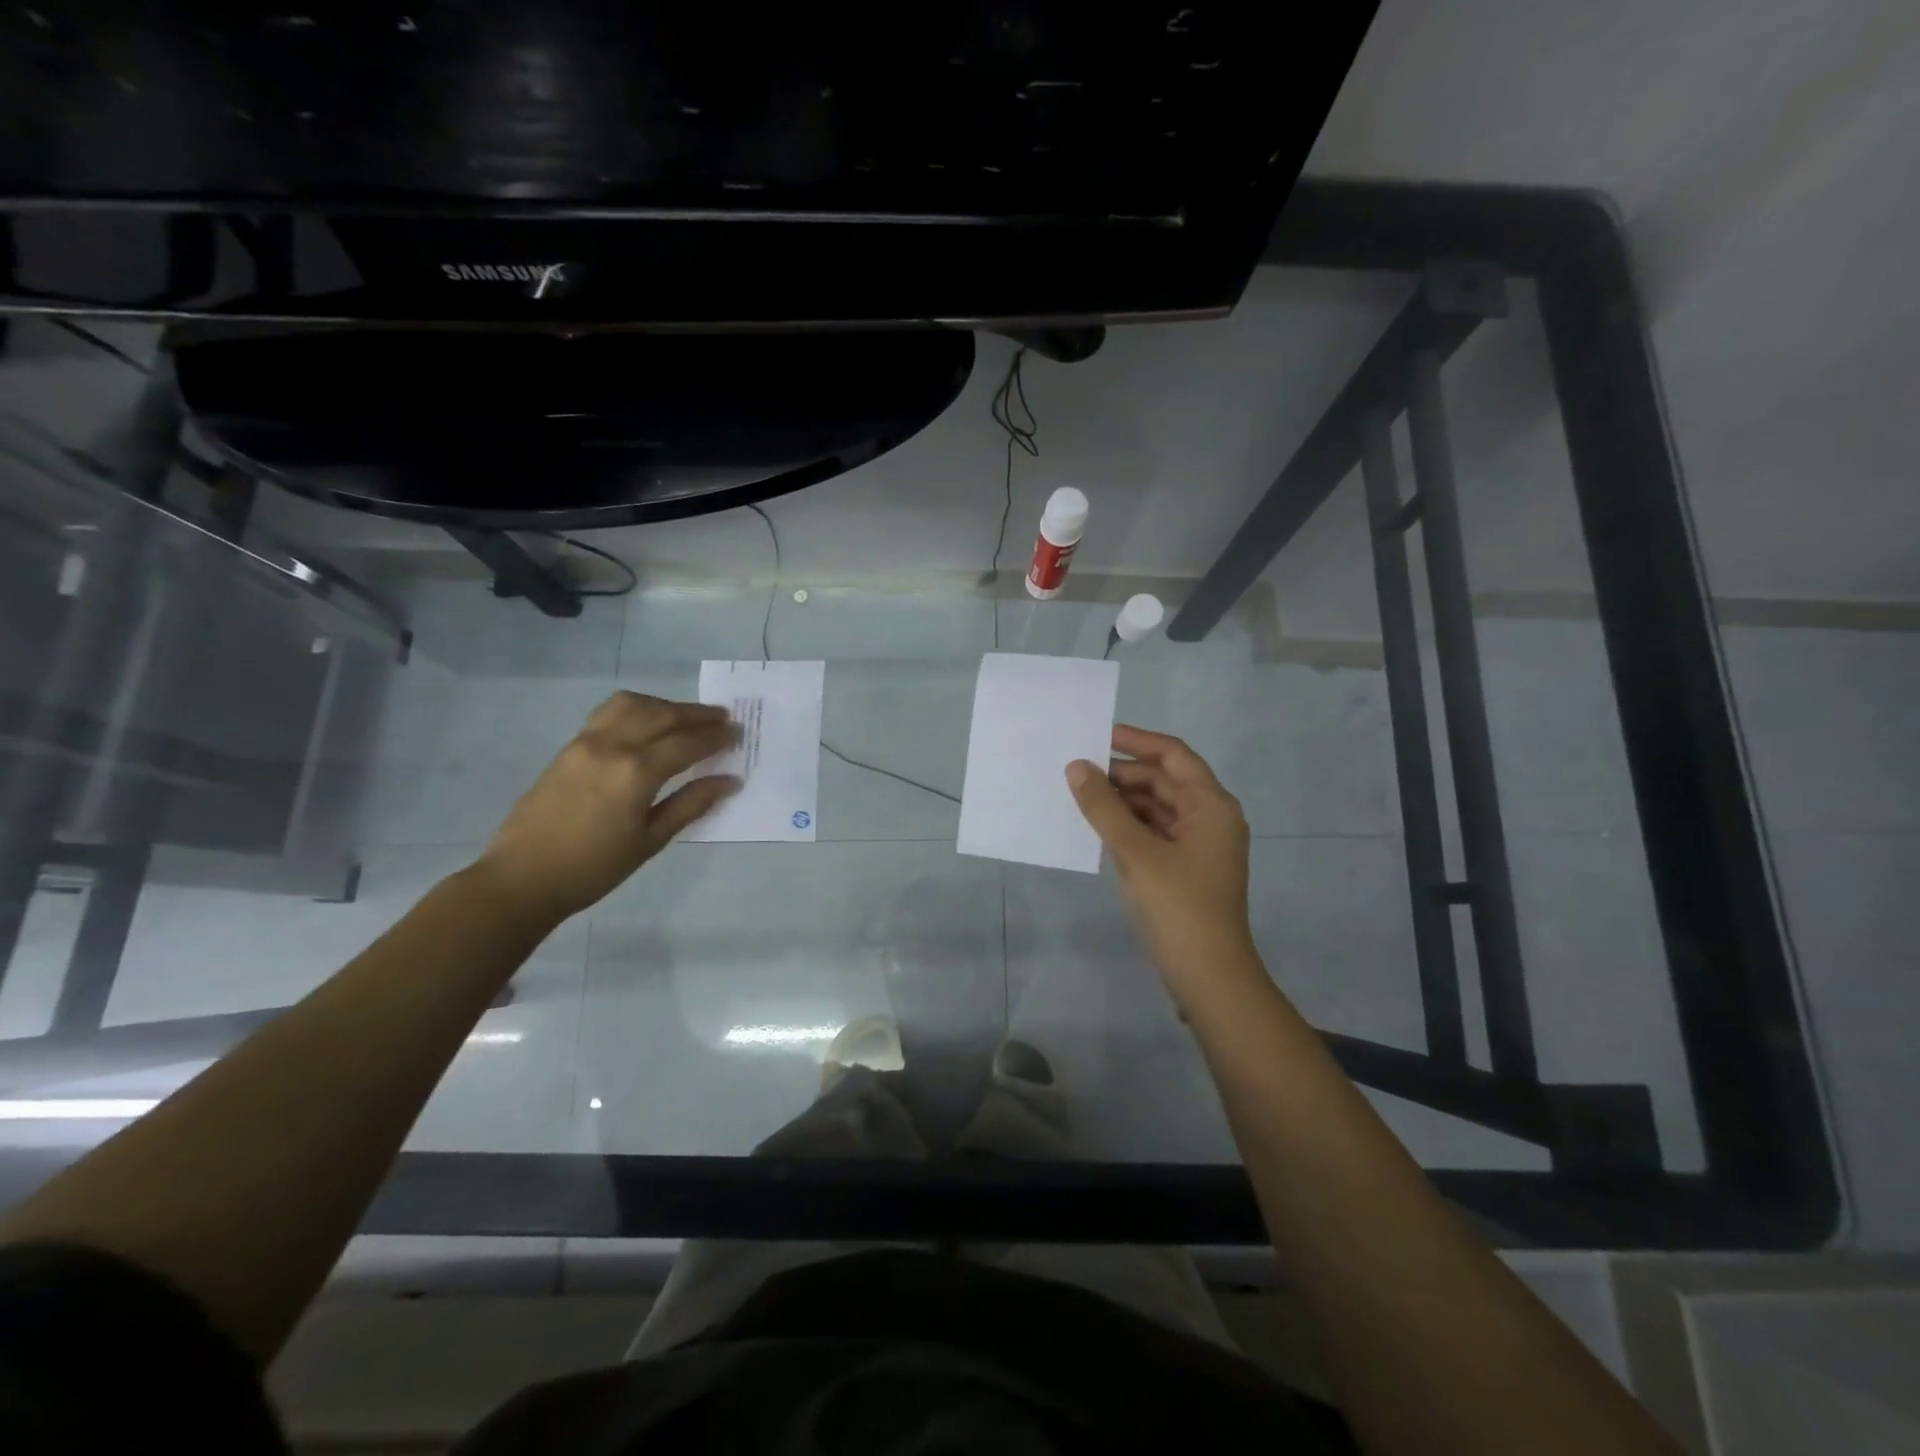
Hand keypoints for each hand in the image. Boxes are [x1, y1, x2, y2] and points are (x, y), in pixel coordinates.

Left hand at [471, 692, 738, 922]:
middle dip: (697, 714)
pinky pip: (609, 712)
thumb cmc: (594, 868)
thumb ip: (691, 804)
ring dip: (666, 705)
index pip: (687, 743)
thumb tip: (730, 781)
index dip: (716, 737)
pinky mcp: (570, 746)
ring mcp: (586, 742)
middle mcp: (612, 746)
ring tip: (686, 717)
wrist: (523, 878)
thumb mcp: (650, 840)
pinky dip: (637, 709)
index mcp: (636, 773)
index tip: (738, 734)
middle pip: (663, 715)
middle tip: (723, 719)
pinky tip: (647, 723)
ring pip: (633, 704)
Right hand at [1068, 725, 1258, 1002]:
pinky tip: (1098, 827)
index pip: (1173, 755)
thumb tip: (1077, 767)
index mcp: (1211, 804)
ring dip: (1123, 800)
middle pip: (1164, 780)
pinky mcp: (1186, 867)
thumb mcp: (1135, 852)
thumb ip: (1103, 807)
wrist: (1208, 975)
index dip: (1136, 740)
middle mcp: (1210, 817)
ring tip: (1080, 796)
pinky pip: (1155, 832)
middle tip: (1078, 771)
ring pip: (1157, 807)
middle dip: (1123, 774)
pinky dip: (1128, 825)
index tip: (1098, 735)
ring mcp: (1199, 844)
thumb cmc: (1178, 906)